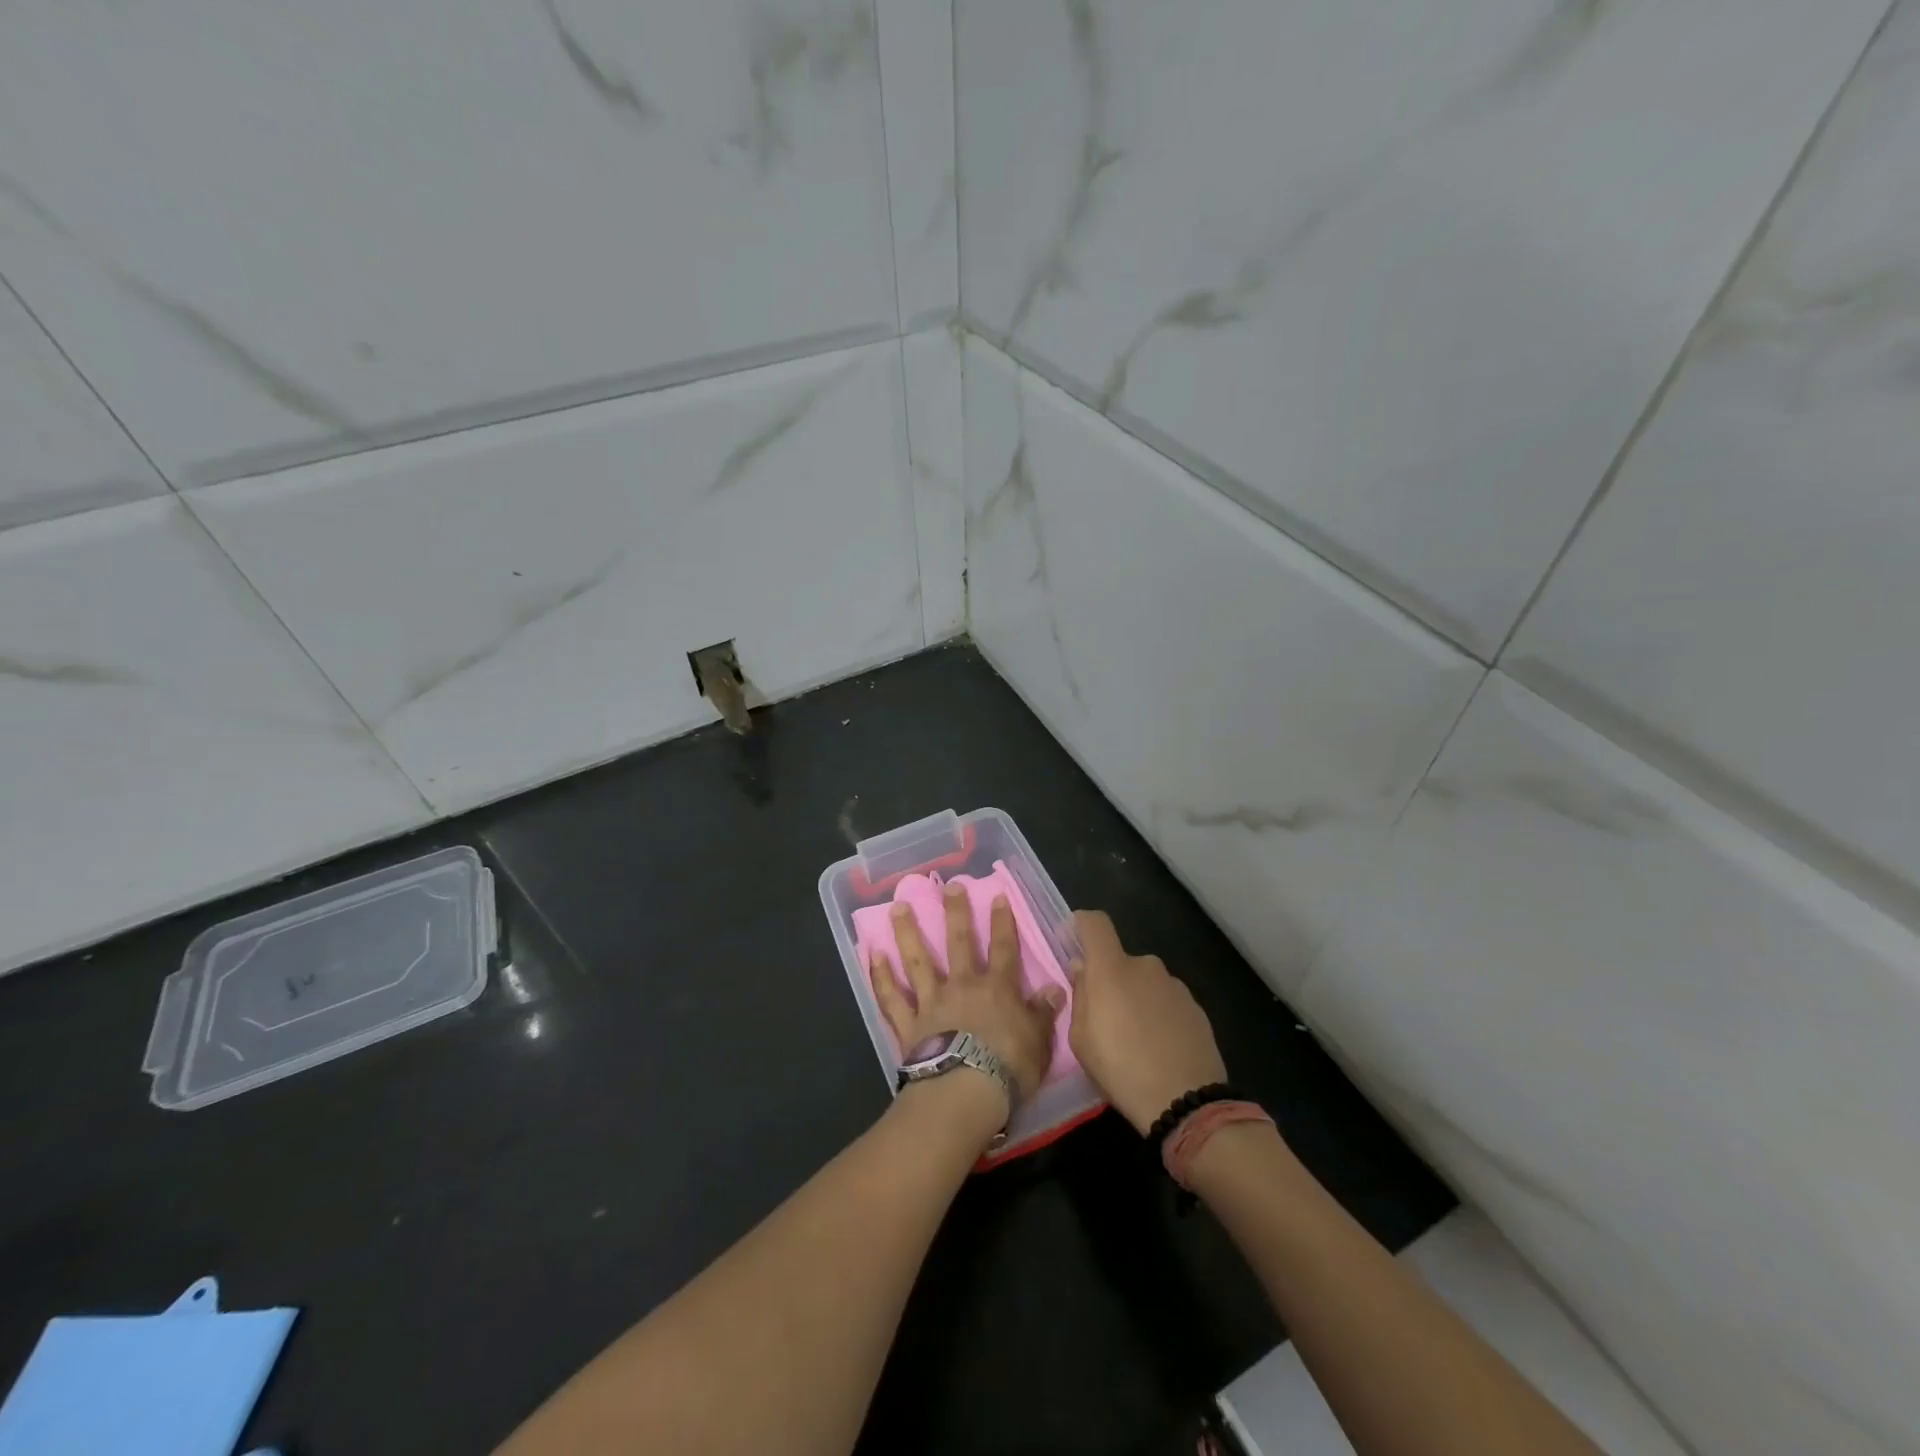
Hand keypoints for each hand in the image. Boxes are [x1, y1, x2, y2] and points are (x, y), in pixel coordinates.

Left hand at [868, 885, 1064, 1111]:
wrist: (964, 1092)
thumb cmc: (1008, 1068)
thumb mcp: (1038, 1042)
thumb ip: (1043, 1013)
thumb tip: (1055, 989)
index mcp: (997, 989)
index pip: (1004, 948)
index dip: (1002, 922)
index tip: (997, 896)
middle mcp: (962, 986)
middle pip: (958, 942)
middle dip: (955, 912)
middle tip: (948, 886)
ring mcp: (932, 1002)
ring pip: (917, 961)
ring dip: (907, 932)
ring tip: (897, 907)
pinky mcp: (909, 1024)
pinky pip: (891, 998)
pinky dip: (881, 977)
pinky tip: (873, 955)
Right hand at [1067, 910, 1228, 1135]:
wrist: (1186, 1101)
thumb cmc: (1121, 1069)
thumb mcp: (1081, 1040)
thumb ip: (1080, 996)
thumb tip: (1083, 970)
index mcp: (1111, 968)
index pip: (1095, 923)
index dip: (1081, 925)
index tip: (1073, 943)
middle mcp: (1145, 966)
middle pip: (1120, 960)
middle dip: (1110, 980)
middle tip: (1106, 1017)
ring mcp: (1174, 985)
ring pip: (1145, 982)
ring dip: (1136, 999)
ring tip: (1136, 1039)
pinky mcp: (1196, 1007)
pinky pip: (1166, 1001)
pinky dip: (1159, 1015)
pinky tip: (1160, 1047)